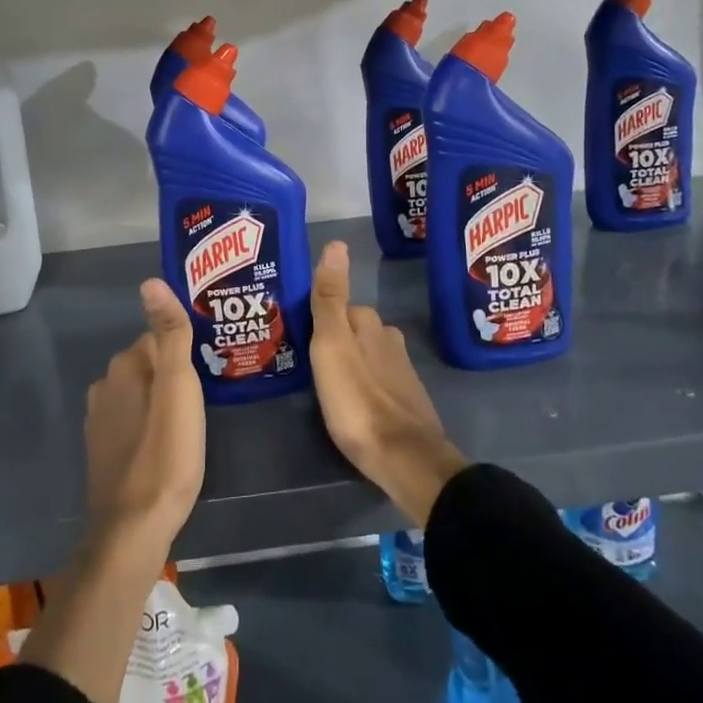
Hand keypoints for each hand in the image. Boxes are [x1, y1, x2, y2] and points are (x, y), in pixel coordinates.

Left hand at [20, 280, 204, 702]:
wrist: (134, 529)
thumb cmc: (165, 453)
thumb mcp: (178, 388)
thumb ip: (169, 334)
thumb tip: (151, 281)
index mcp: (123, 367)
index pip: (158, 338)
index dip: (187, 349)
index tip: (212, 362)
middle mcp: (104, 387)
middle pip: (148, 365)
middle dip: (174, 372)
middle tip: (210, 391)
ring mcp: (100, 422)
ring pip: (140, 395)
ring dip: (163, 399)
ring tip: (196, 417)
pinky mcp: (103, 452)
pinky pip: (133, 422)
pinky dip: (151, 424)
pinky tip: (170, 443)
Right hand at [309, 241, 467, 526]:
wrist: (403, 458)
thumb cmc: (357, 400)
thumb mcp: (331, 345)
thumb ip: (330, 298)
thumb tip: (337, 243)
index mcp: (369, 324)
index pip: (339, 306)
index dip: (317, 318)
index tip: (296, 333)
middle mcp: (388, 339)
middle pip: (354, 330)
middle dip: (334, 339)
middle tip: (306, 359)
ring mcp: (401, 370)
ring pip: (367, 354)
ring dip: (349, 362)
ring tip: (324, 382)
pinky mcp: (406, 400)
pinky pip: (378, 380)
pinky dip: (363, 384)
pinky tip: (352, 401)